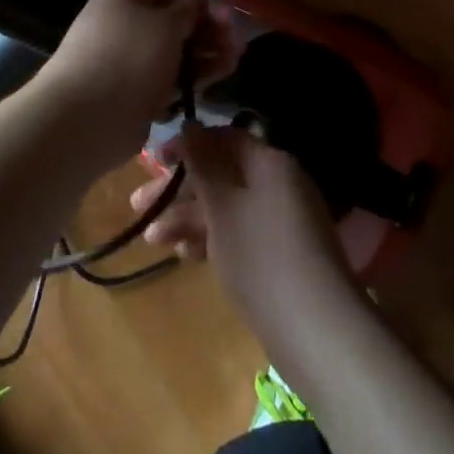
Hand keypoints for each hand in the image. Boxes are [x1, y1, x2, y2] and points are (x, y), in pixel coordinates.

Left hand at [32, 0, 240, 174]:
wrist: (86, 120)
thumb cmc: (128, 56)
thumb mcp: (165, 24)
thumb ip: (186, 8)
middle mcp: (125, 23)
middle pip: (174, 15)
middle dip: (207, 20)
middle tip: (235, 30)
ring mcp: (132, 59)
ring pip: (177, 47)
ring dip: (208, 48)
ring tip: (236, 55)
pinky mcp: (138, 90)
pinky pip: (173, 74)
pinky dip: (197, 72)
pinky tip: (222, 72)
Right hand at [130, 124, 356, 340]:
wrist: (315, 328)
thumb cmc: (261, 256)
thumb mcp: (223, 207)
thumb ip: (203, 165)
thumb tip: (190, 126)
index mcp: (270, 162)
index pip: (224, 138)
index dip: (188, 145)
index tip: (153, 160)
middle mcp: (278, 182)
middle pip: (222, 174)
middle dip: (180, 190)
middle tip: (138, 206)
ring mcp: (281, 219)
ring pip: (227, 207)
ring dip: (189, 219)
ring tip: (153, 241)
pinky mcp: (280, 252)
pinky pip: (240, 232)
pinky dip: (212, 239)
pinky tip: (184, 257)